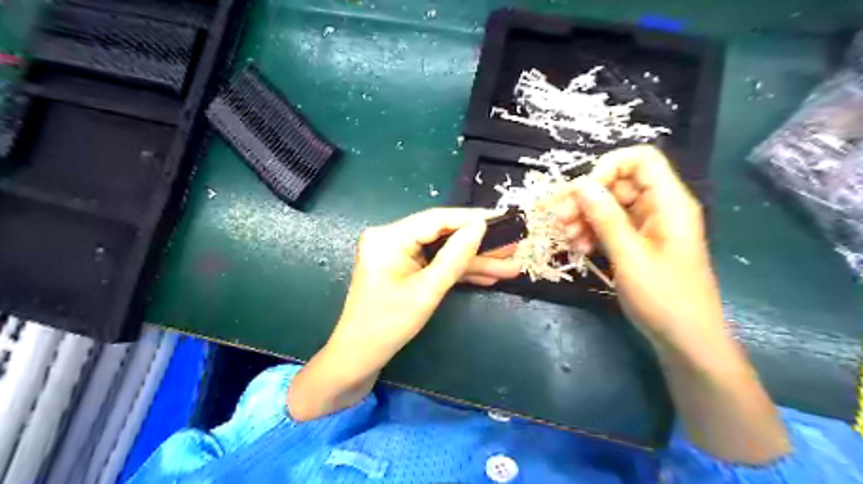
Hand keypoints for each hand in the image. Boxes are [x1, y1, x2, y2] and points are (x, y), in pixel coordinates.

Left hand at [287, 210, 517, 420]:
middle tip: (512, 245)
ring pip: (442, 252)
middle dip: (478, 245)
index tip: (503, 218)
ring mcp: (397, 255)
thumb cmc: (387, 325)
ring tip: (509, 265)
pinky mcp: (403, 270)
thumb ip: (455, 257)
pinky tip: (487, 276)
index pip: (437, 219)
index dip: (472, 218)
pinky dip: (458, 272)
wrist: (358, 359)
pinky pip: (434, 265)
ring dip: (473, 261)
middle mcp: (391, 238)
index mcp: (389, 237)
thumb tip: (480, 226)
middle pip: (442, 235)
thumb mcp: (427, 291)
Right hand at [556, 146, 789, 462]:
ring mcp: (646, 226)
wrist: (684, 339)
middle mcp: (658, 207)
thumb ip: (606, 218)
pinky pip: (609, 225)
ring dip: (584, 217)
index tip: (583, 191)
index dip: (609, 167)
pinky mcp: (636, 242)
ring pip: (609, 205)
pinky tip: (579, 247)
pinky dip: (591, 232)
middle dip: (587, 197)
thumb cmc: (664, 298)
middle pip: (618, 183)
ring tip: (568, 238)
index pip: (641, 160)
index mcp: (669, 203)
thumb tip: (581, 184)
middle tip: (560, 219)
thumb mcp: (630, 257)